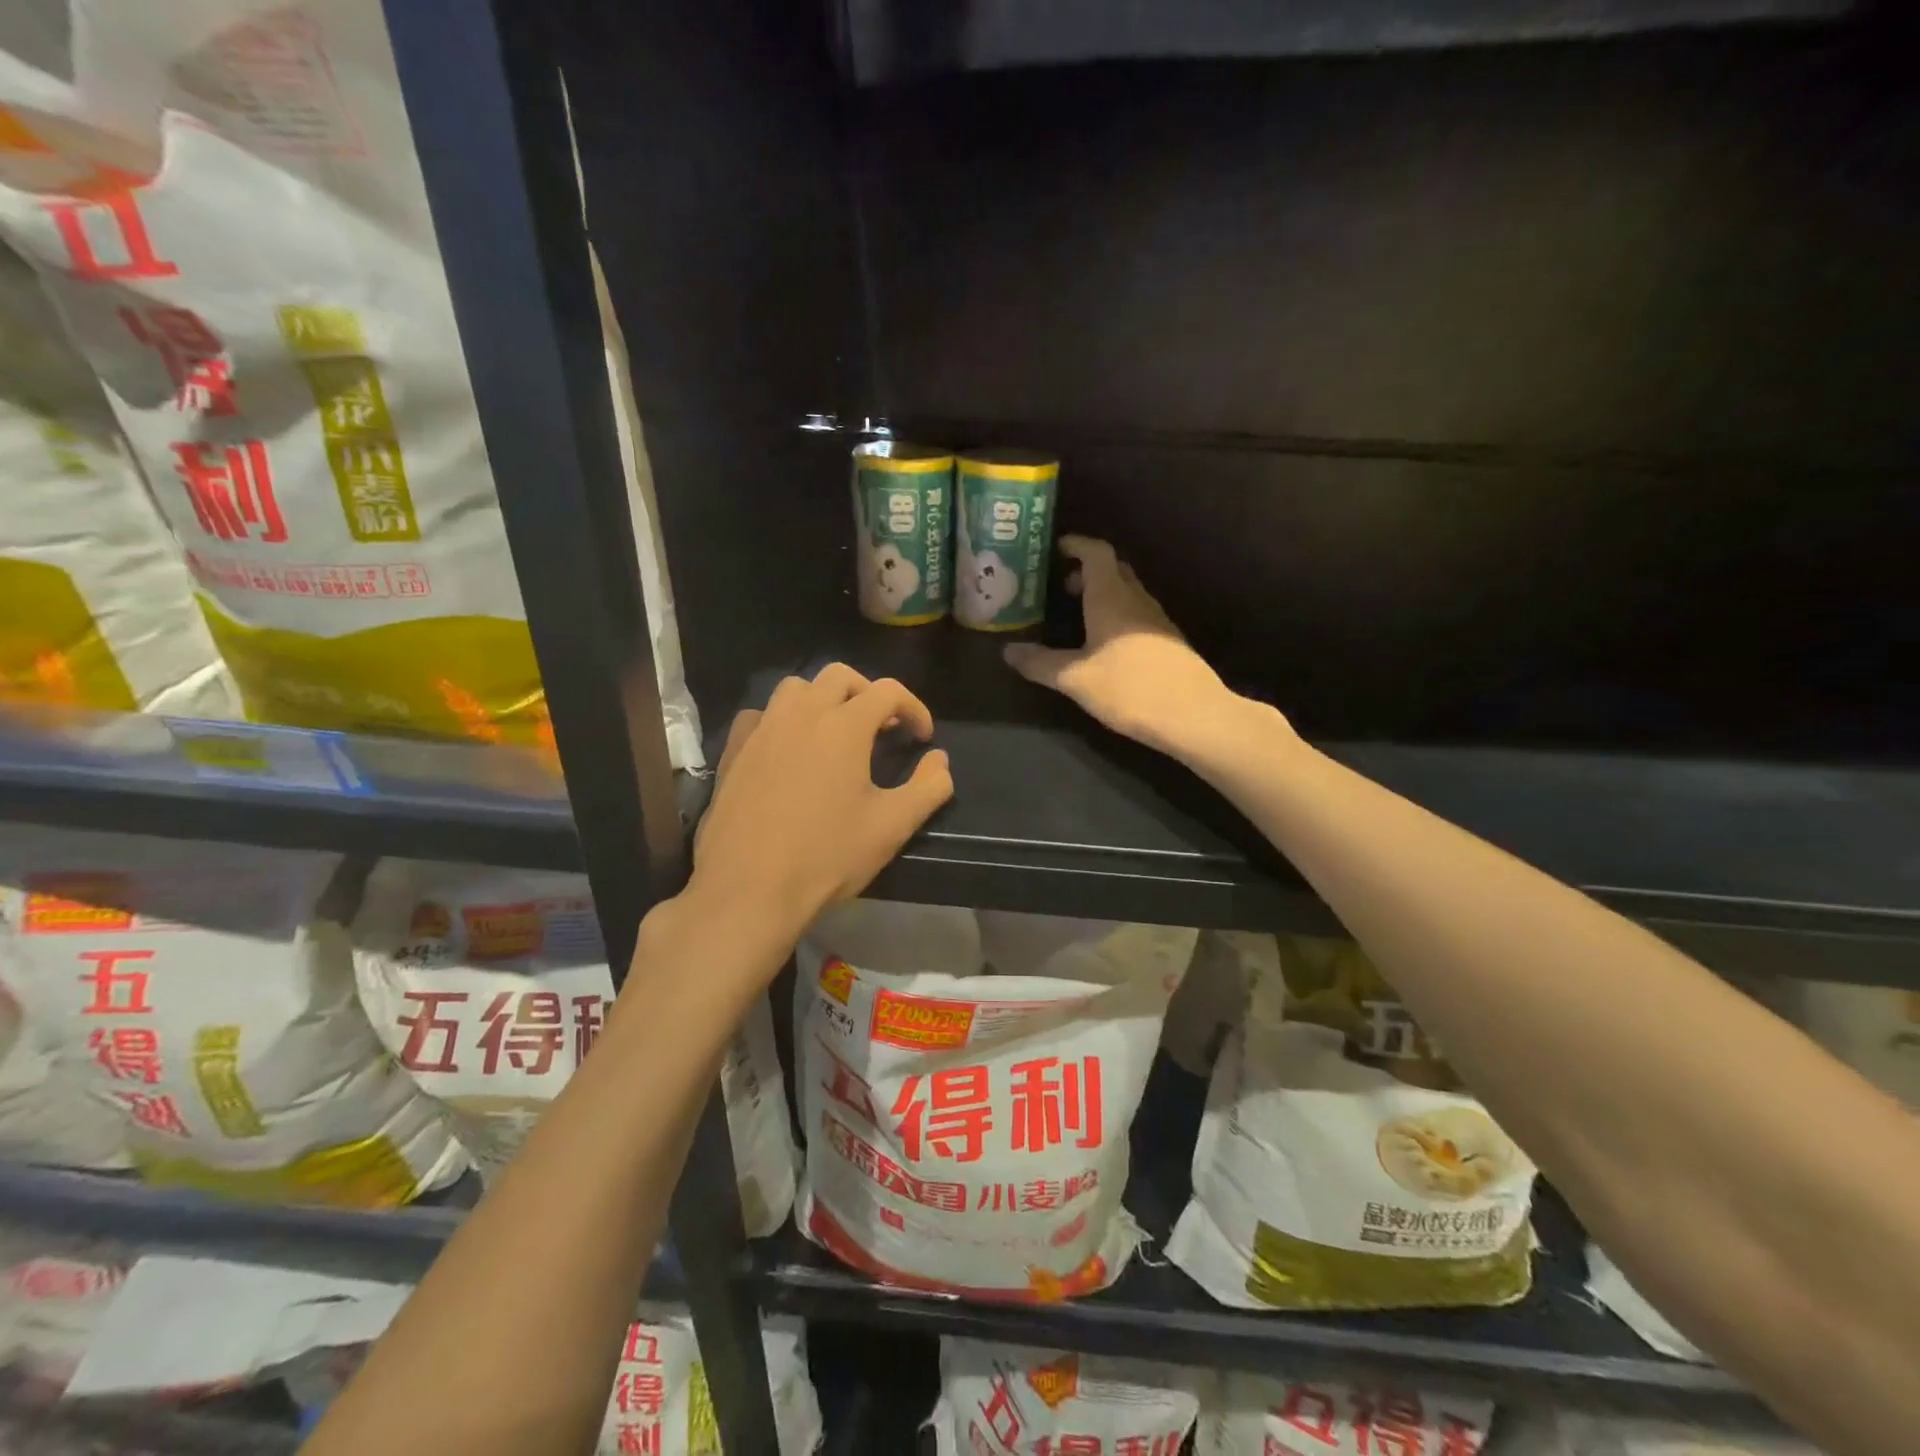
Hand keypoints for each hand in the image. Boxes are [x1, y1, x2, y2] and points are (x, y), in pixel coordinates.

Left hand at [688, 665, 953, 940]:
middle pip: (840, 676)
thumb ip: (928, 787)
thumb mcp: (892, 827)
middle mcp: (801, 714)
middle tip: (883, 728)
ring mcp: (762, 729)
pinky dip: (782, 720)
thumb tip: (940, 760)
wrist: (748, 890)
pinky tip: (788, 749)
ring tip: (836, 733)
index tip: (923, 738)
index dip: (914, 708)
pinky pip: (761, 715)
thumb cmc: (827, 857)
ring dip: (824, 699)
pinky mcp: (734, 750)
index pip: (888, 691)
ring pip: (796, 688)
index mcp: (844, 726)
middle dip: (869, 694)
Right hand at [1004, 536, 1285, 761]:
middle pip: (1113, 570)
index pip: (1096, 552)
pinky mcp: (1168, 642)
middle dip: (1086, 572)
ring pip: (1127, 593)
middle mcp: (1137, 600)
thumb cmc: (1130, 688)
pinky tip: (1104, 644)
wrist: (1193, 716)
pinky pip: (1137, 615)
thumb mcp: (1076, 679)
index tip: (1055, 549)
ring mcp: (1157, 620)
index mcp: (1112, 597)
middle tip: (1060, 587)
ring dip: (1102, 595)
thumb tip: (1008, 651)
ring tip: (1077, 616)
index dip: (1076, 545)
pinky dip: (1116, 616)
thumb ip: (1040, 663)